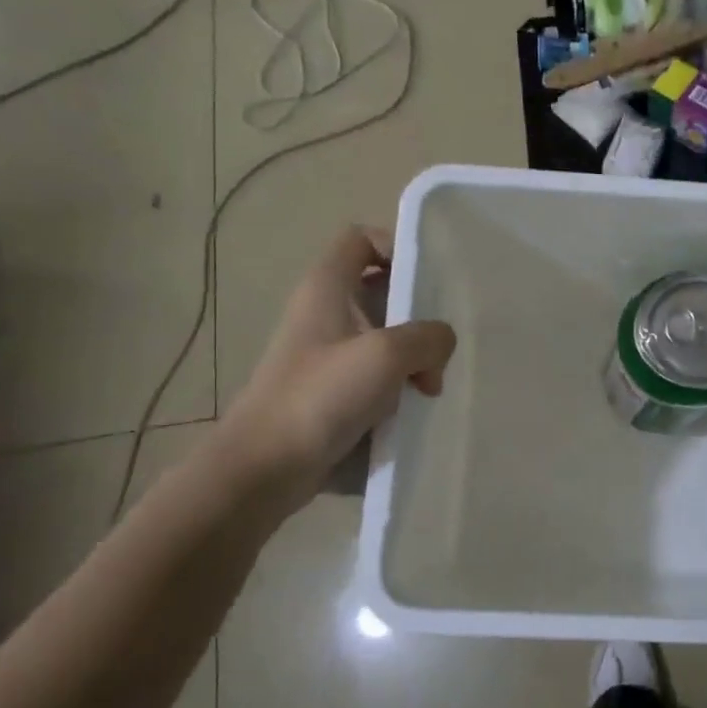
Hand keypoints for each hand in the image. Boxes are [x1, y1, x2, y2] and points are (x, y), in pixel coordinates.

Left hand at [216, 226, 455, 490]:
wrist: (265, 468)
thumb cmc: (320, 397)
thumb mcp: (385, 355)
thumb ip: (427, 338)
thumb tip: (440, 345)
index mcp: (326, 288)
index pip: (361, 239)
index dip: (396, 246)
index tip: (430, 277)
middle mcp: (324, 314)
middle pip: (381, 292)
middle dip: (418, 316)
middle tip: (441, 345)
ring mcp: (326, 357)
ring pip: (384, 340)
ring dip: (413, 360)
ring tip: (430, 388)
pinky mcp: (331, 393)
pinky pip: (376, 378)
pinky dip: (398, 389)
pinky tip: (415, 411)